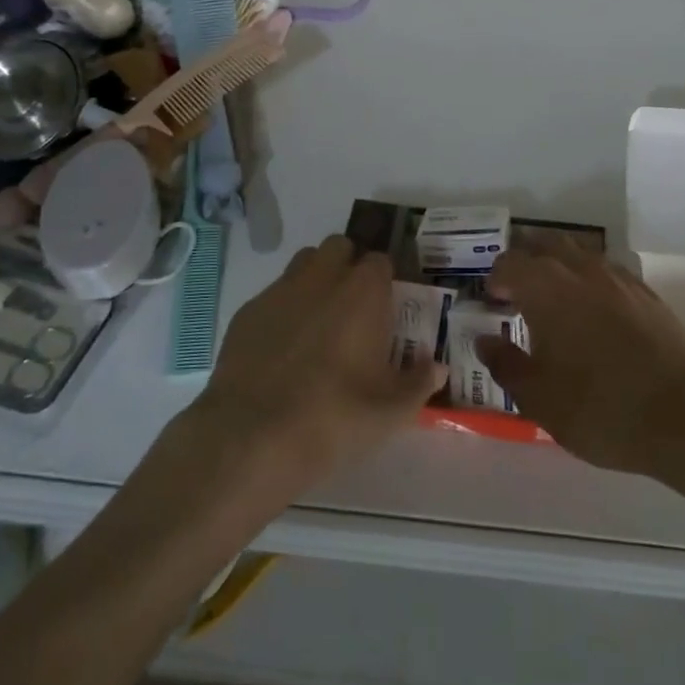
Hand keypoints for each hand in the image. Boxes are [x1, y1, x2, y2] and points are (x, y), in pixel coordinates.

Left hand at [193, 236, 446, 488]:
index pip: (381, 261)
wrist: (251, 438)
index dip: (386, 280)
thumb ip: (419, 383)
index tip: (388, 306)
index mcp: (363, 292)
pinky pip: (274, 294)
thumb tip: (436, 368)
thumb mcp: (391, 411)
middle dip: (349, 266)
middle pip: (340, 247)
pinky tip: (284, 347)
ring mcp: (280, 291)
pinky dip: (284, 308)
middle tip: (355, 307)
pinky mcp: (247, 312)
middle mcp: (322, 278)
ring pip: (304, 263)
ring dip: (317, 279)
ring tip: (320, 321)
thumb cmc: (333, 418)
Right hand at [478, 236, 684, 479]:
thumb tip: (485, 341)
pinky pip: (607, 271)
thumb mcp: (539, 398)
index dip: (496, 279)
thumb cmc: (601, 408)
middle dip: (526, 262)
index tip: (494, 304)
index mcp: (546, 287)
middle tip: (518, 294)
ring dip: (559, 267)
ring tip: (554, 303)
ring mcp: (618, 277)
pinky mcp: (647, 293)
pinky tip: (594, 314)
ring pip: (579, 254)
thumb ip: (505, 365)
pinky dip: (590, 281)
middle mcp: (580, 269)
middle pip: (545, 245)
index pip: (509, 263)